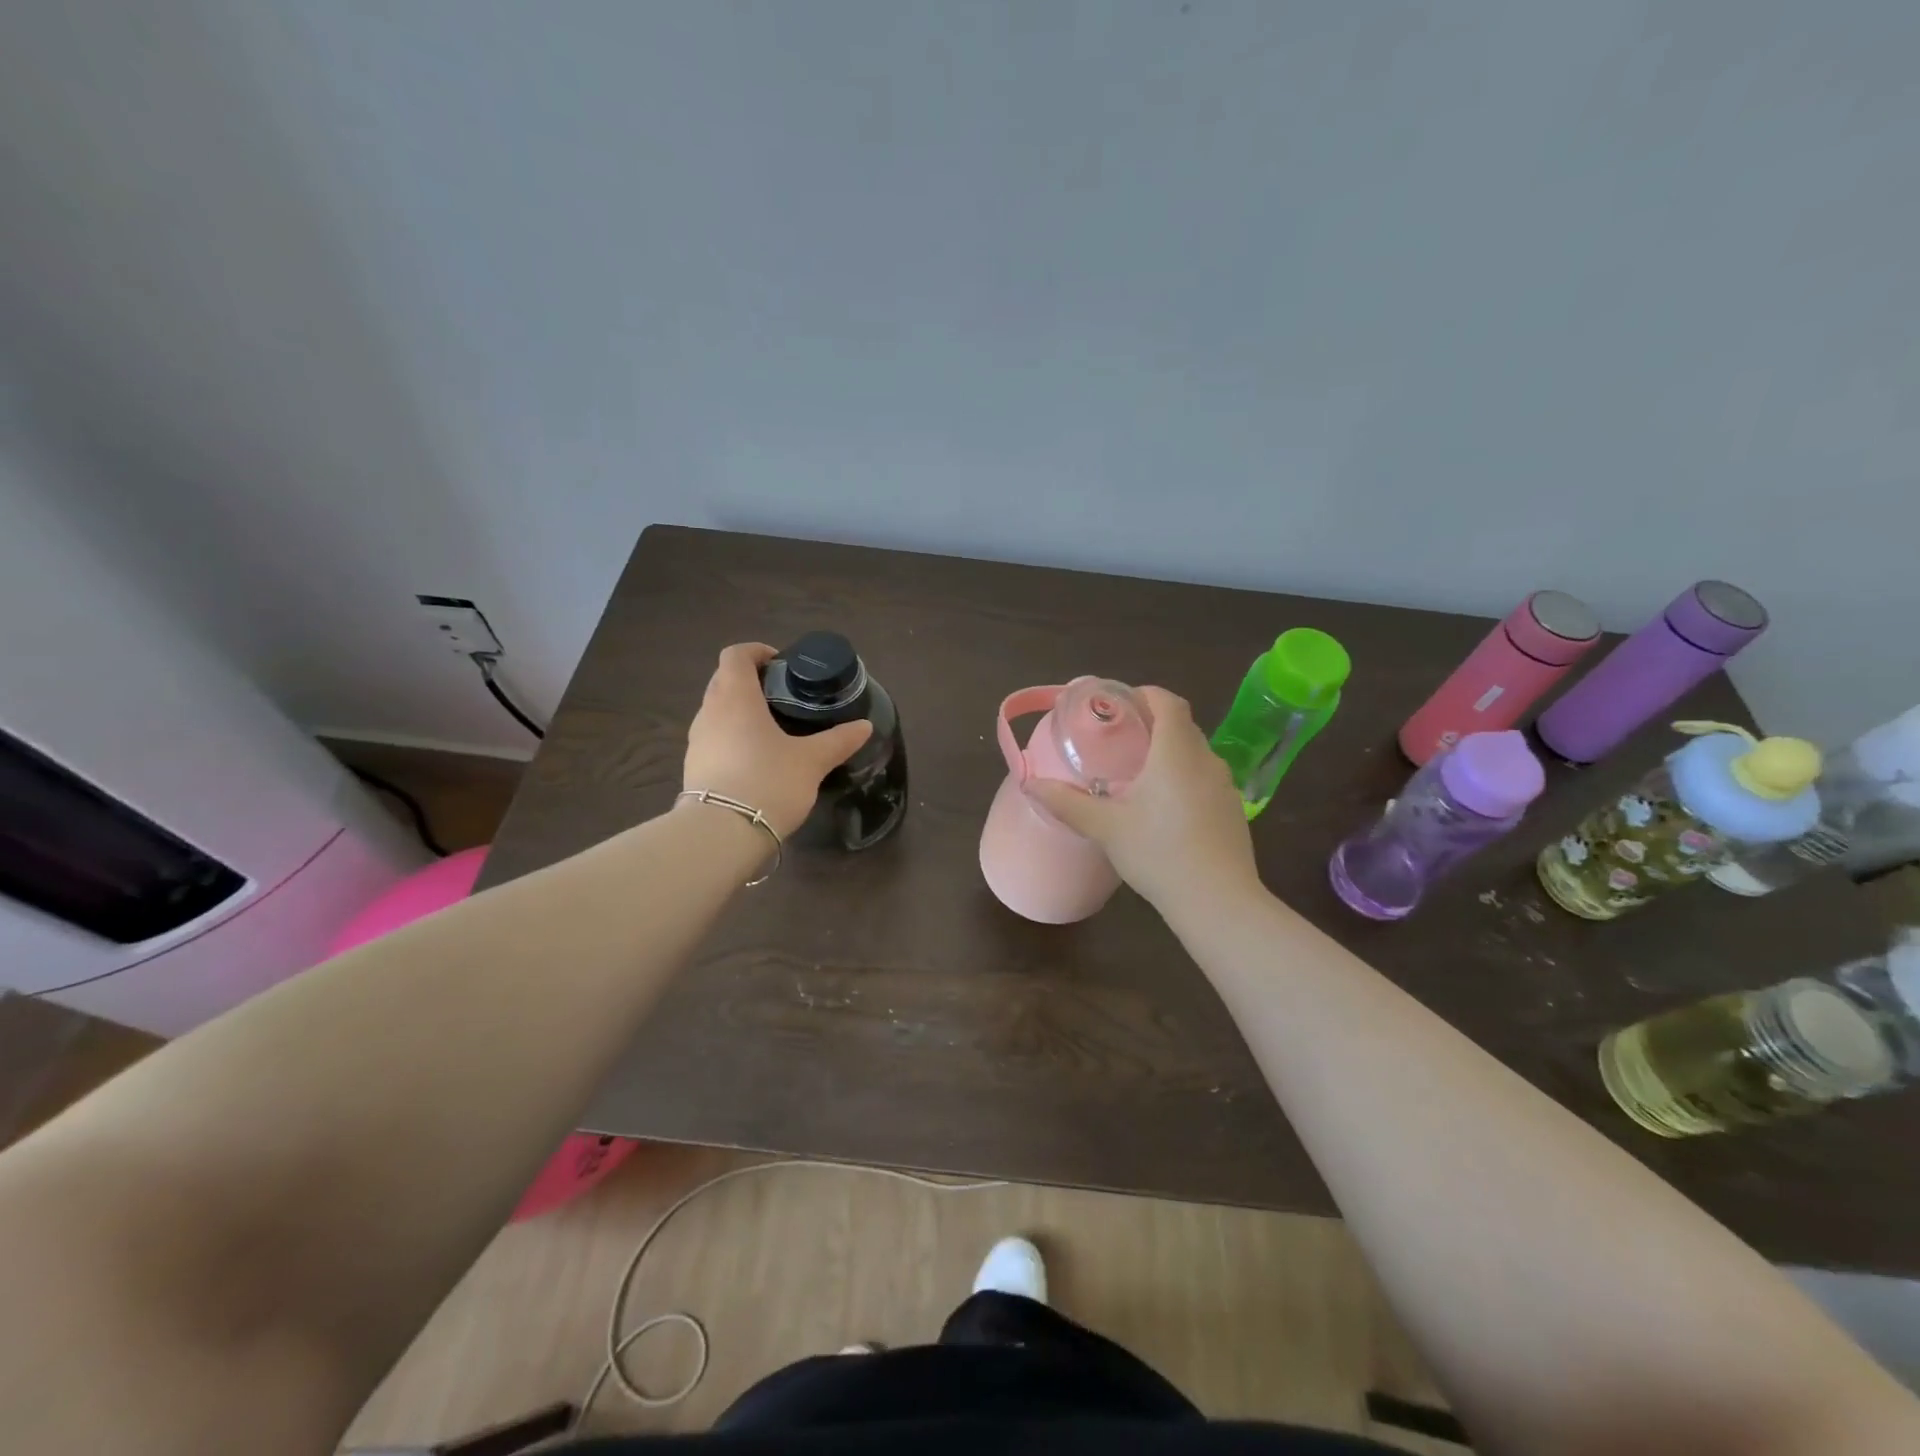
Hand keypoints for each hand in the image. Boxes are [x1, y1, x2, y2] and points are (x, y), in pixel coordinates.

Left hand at [683, 643, 872, 837]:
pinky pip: (714, 739)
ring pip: (717, 711)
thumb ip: (838, 740)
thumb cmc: (768, 782)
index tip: (782, 665)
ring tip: (773, 731)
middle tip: (783, 697)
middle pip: (724, 680)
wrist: (721, 834)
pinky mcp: (693, 768)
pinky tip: (756, 761)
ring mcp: (696, 741)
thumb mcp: (812, 761)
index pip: (736, 655)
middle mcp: (709, 712)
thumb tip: (865, 726)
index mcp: (736, 697)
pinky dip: (732, 738)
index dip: (757, 652)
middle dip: (751, 682)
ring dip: (740, 712)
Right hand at [1026, 687, 1259, 913]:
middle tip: (1119, 740)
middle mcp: (1205, 760)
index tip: (1119, 706)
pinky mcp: (1233, 811)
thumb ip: (1067, 802)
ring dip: (1170, 753)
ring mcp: (1225, 786)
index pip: (1168, 701)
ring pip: (1195, 754)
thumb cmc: (1158, 853)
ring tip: (1139, 775)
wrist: (1217, 901)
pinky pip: (1205, 779)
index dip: (1145, 695)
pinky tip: (1165, 810)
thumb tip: (1031, 784)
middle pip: (1181, 725)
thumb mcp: (1106, 827)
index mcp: (1175, 753)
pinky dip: (1185, 779)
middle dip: (1152, 724)